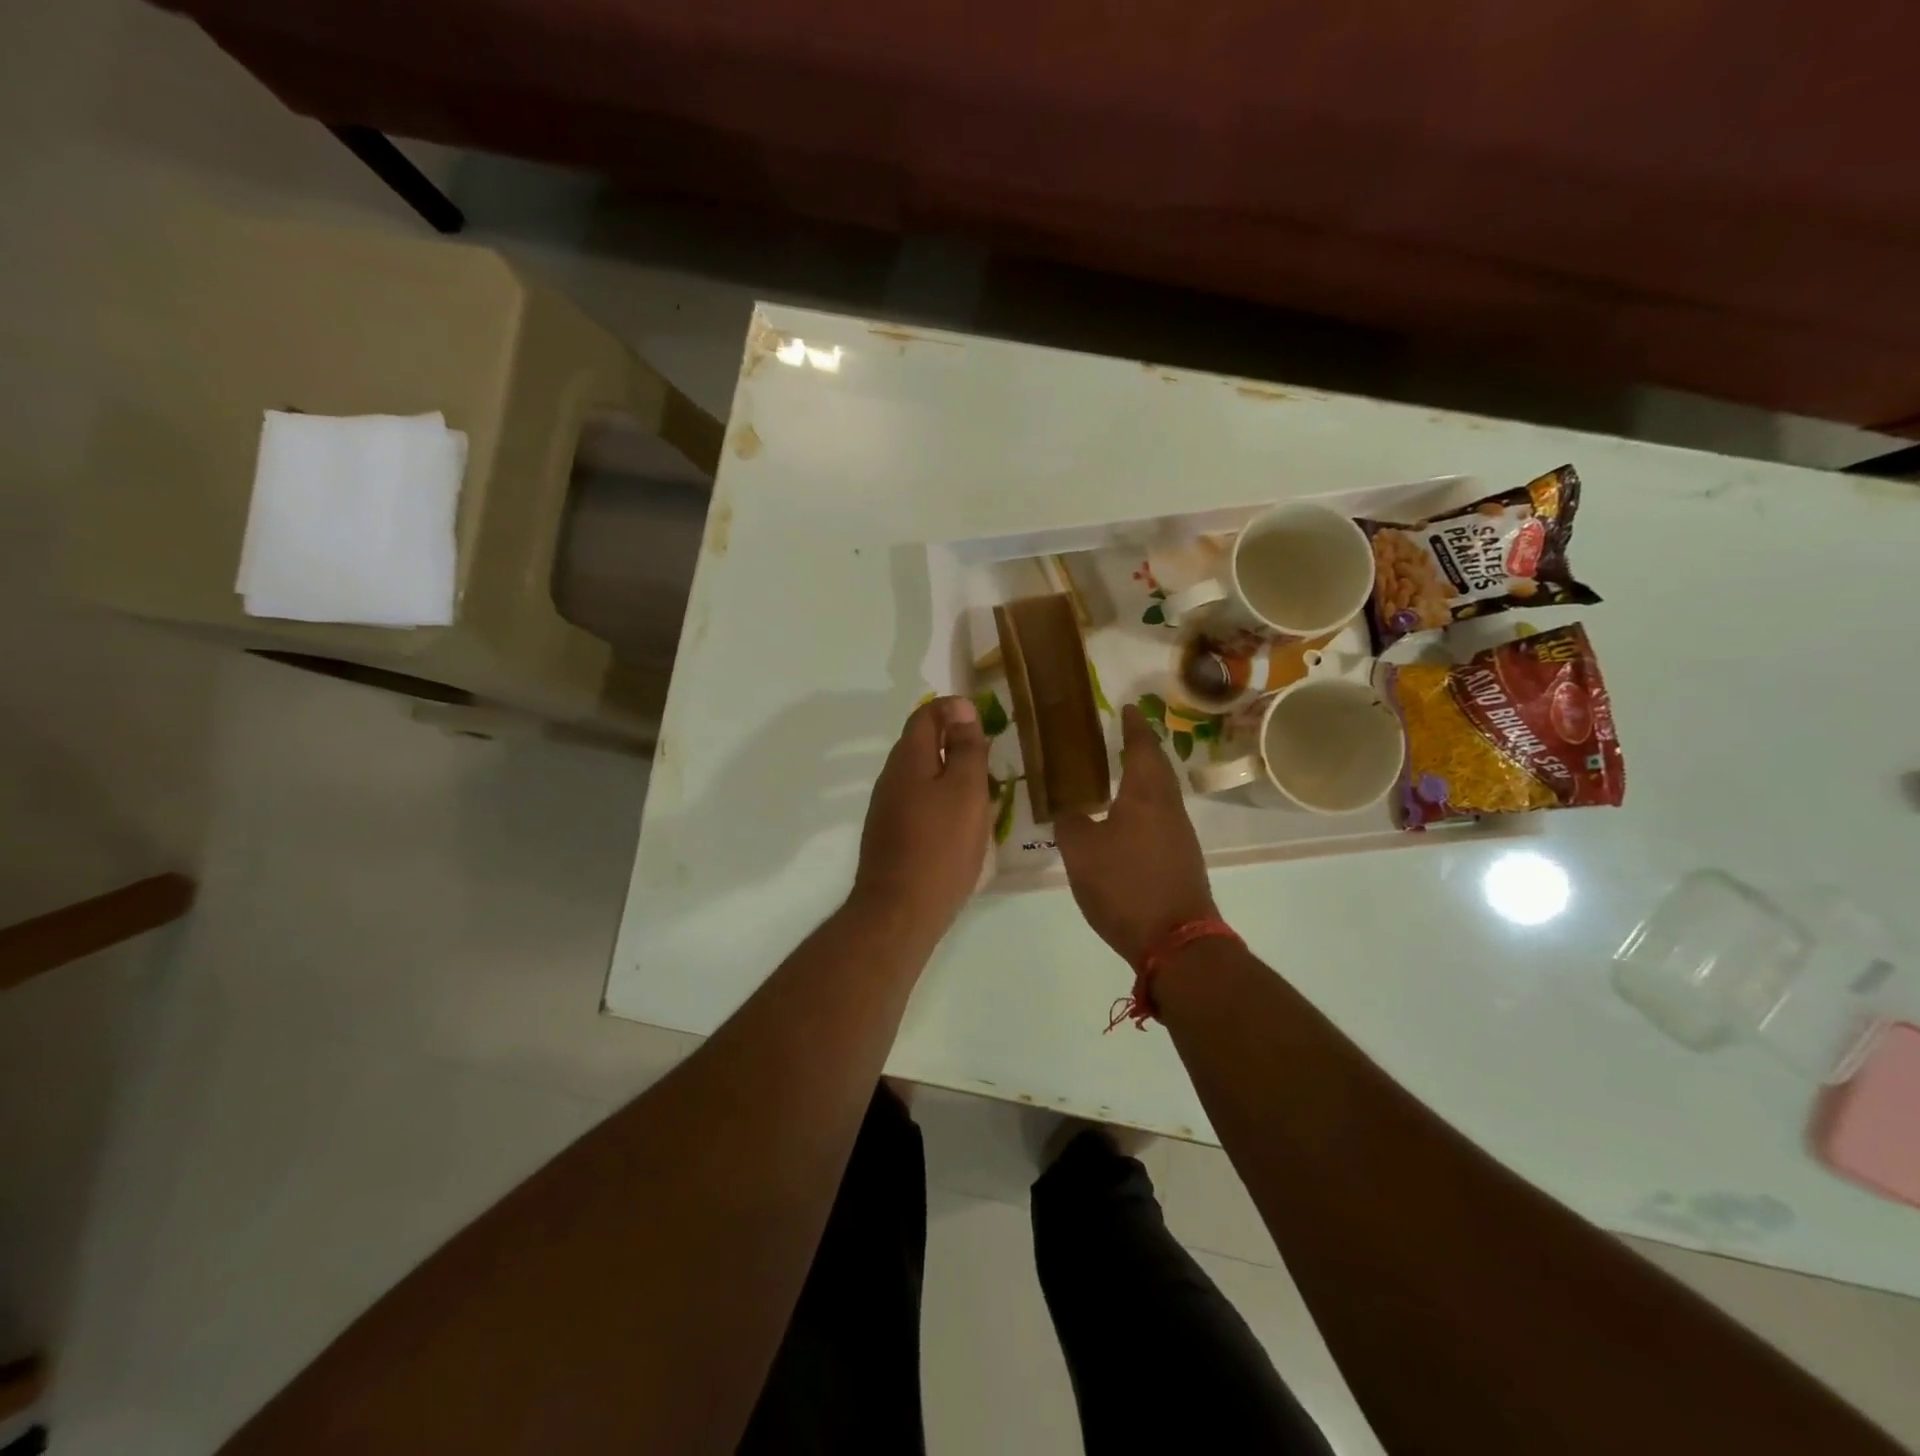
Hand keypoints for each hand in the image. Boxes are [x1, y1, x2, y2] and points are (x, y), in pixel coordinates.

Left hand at [851, 696, 992, 939]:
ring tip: (981, 788)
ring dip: (948, 772)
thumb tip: (960, 707)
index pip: (925, 715)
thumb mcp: (965, 791)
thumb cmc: (941, 846)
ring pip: (920, 775)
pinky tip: (959, 821)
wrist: (900, 911)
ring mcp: (886, 808)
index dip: (953, 709)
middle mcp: (890, 778)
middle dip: (953, 741)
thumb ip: (965, 748)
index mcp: (908, 759)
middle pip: (920, 744)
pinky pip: (917, 802)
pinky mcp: (890, 835)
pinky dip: (940, 799)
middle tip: (989, 755)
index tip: (984, 719)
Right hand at [1055, 704, 1216, 966]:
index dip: (1133, 726)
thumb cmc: (1125, 885)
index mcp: (1145, 795)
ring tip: (1119, 775)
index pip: (1142, 747)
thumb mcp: (1081, 851)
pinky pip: (1161, 819)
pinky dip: (1144, 808)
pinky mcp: (1182, 861)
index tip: (1128, 708)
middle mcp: (1169, 808)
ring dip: (1144, 779)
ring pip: (1161, 795)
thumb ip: (1070, 822)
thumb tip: (1068, 808)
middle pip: (1158, 769)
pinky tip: (1127, 821)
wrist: (1175, 940)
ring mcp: (1180, 836)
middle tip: (1122, 737)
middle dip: (1142, 749)